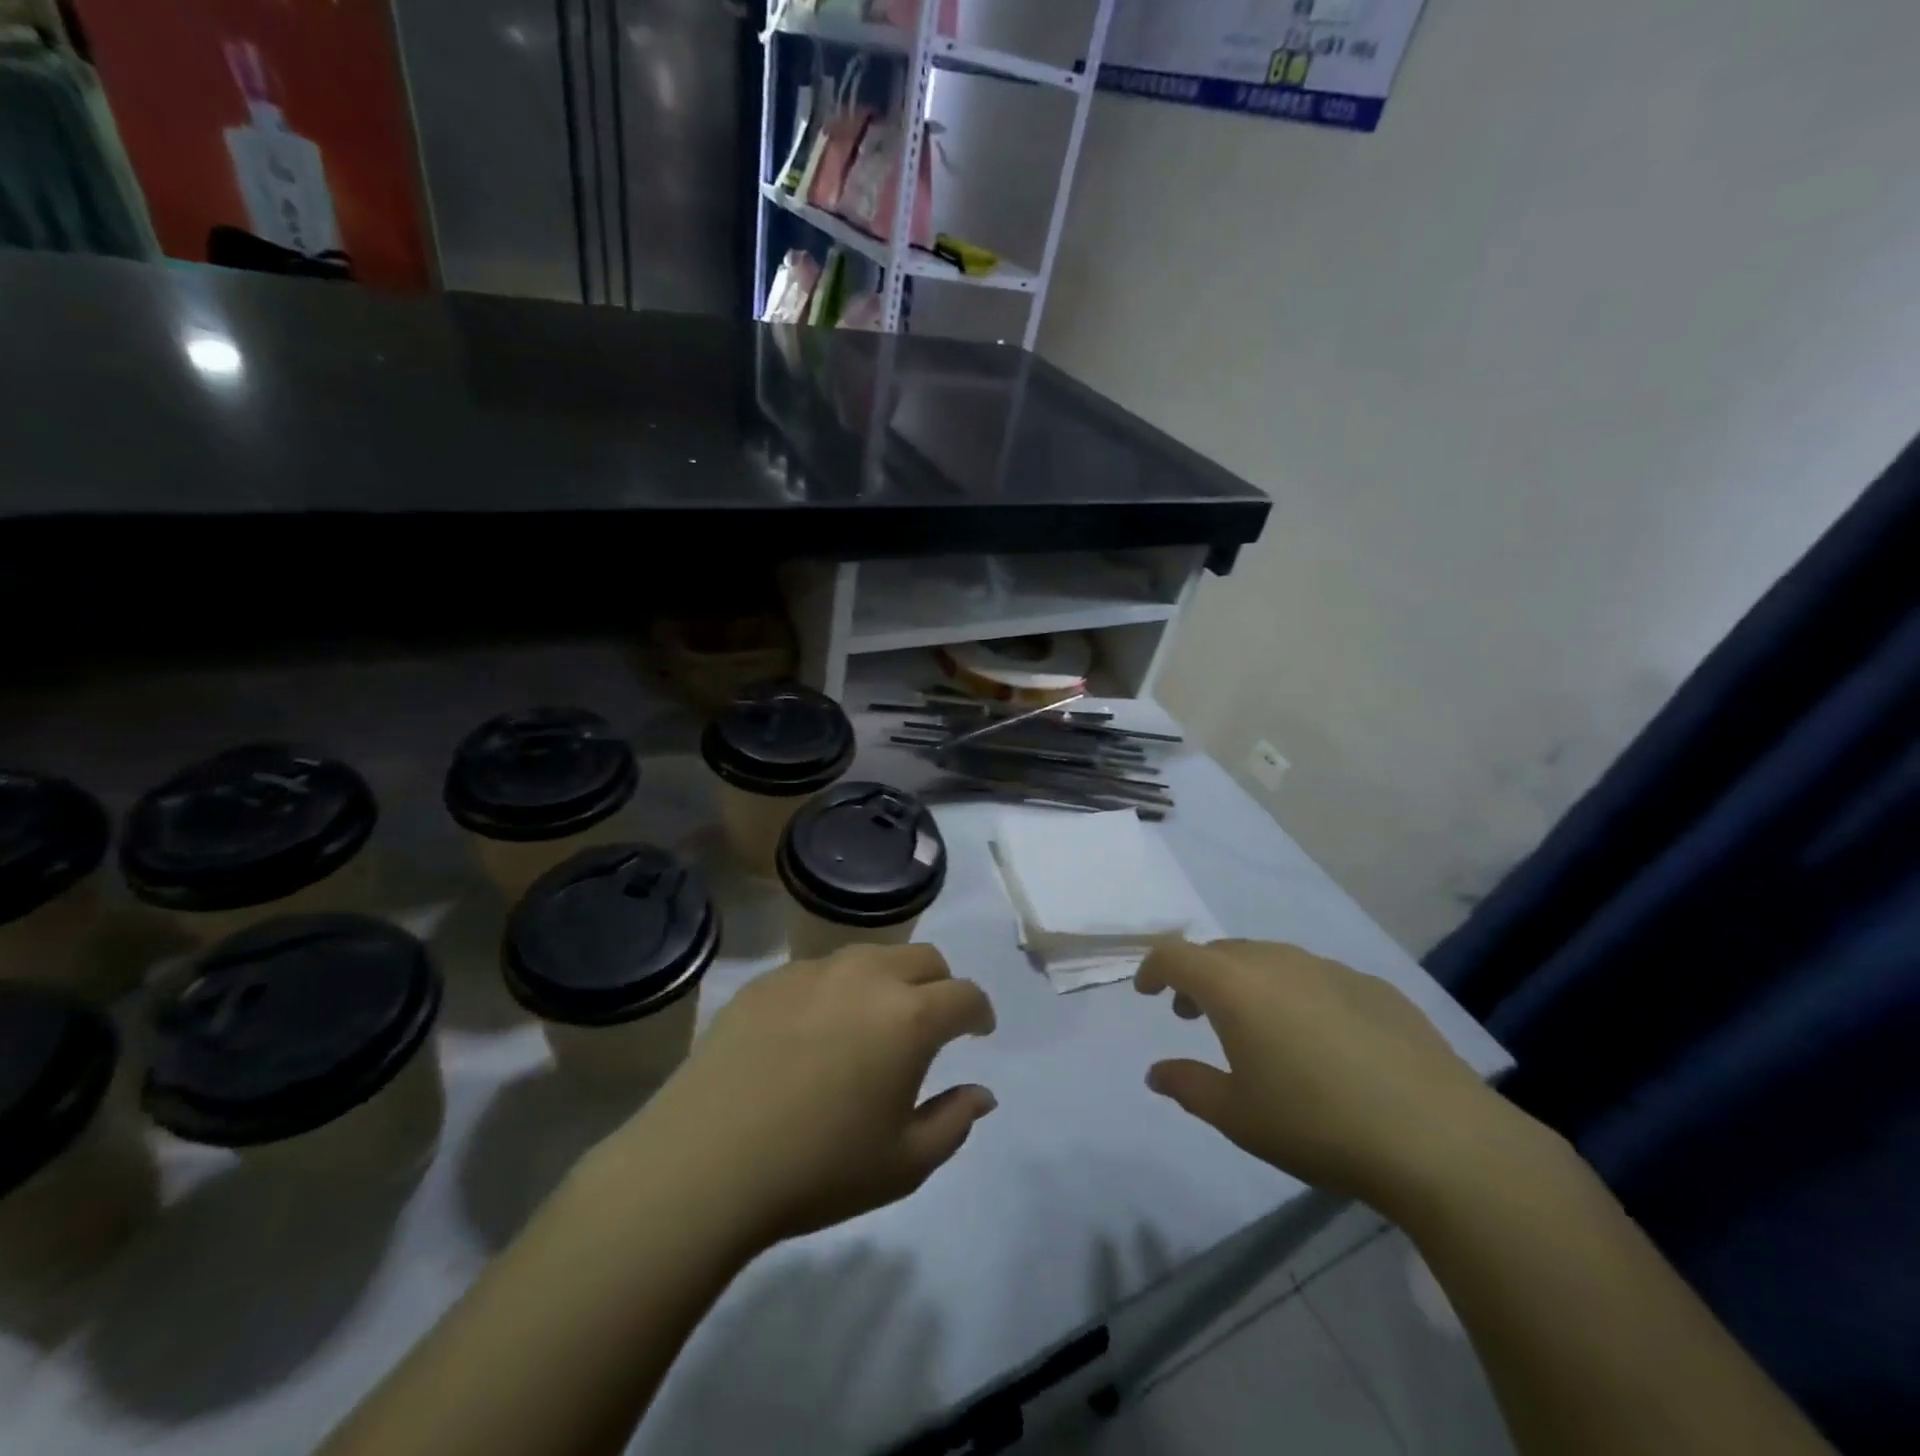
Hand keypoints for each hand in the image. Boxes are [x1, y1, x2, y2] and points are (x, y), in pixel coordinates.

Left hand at [608, 944, 997, 1250]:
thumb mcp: (904, 1163)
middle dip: (940, 985)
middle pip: (924, 958)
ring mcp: (813, 971)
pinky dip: (837, 990)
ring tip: (872, 1023)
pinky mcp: (770, 980)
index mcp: (909, 1016)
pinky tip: (814, 1032)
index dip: (979, 1012)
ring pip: (871, 956)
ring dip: (889, 981)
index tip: (978, 1032)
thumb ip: (954, 1121)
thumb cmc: (818, 1168)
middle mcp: (867, 976)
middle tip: (930, 1024)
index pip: (965, 994)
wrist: (705, 1162)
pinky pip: (821, 971)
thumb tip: (982, 1093)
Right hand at [1136, 940, 1522, 1211]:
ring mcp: (1329, 969)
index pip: (1175, 955)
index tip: (1147, 992)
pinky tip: (1319, 1040)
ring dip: (1246, 982)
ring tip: (1254, 1026)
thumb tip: (1156, 1071)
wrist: (1440, 1139)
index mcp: (1235, 986)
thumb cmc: (1318, 1125)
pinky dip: (1295, 995)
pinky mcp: (1374, 986)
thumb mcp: (1238, 1117)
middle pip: (1221, 952)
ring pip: (1269, 959)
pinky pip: (1316, 977)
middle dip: (1197, 977)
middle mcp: (1277, 962)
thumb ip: (1188, 1086)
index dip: (1152, 968)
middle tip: (1192, 1014)